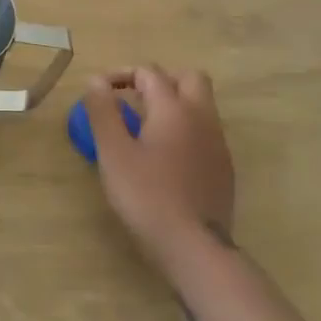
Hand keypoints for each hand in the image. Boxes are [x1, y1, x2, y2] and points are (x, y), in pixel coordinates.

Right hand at [85, 67, 235, 272]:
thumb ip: (103, 112)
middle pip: (189, 78)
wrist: (195, 247)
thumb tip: (96, 82)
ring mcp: (218, 144)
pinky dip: (185, 129)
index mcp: (174, 108)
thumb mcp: (113, 152)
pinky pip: (205, 132)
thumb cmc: (146, 195)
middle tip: (133, 98)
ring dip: (174, 104)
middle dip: (160, 80)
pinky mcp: (224, 168)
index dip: (122, 74)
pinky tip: (165, 156)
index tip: (100, 92)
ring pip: (201, 105)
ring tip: (144, 127)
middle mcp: (202, 118)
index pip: (149, 72)